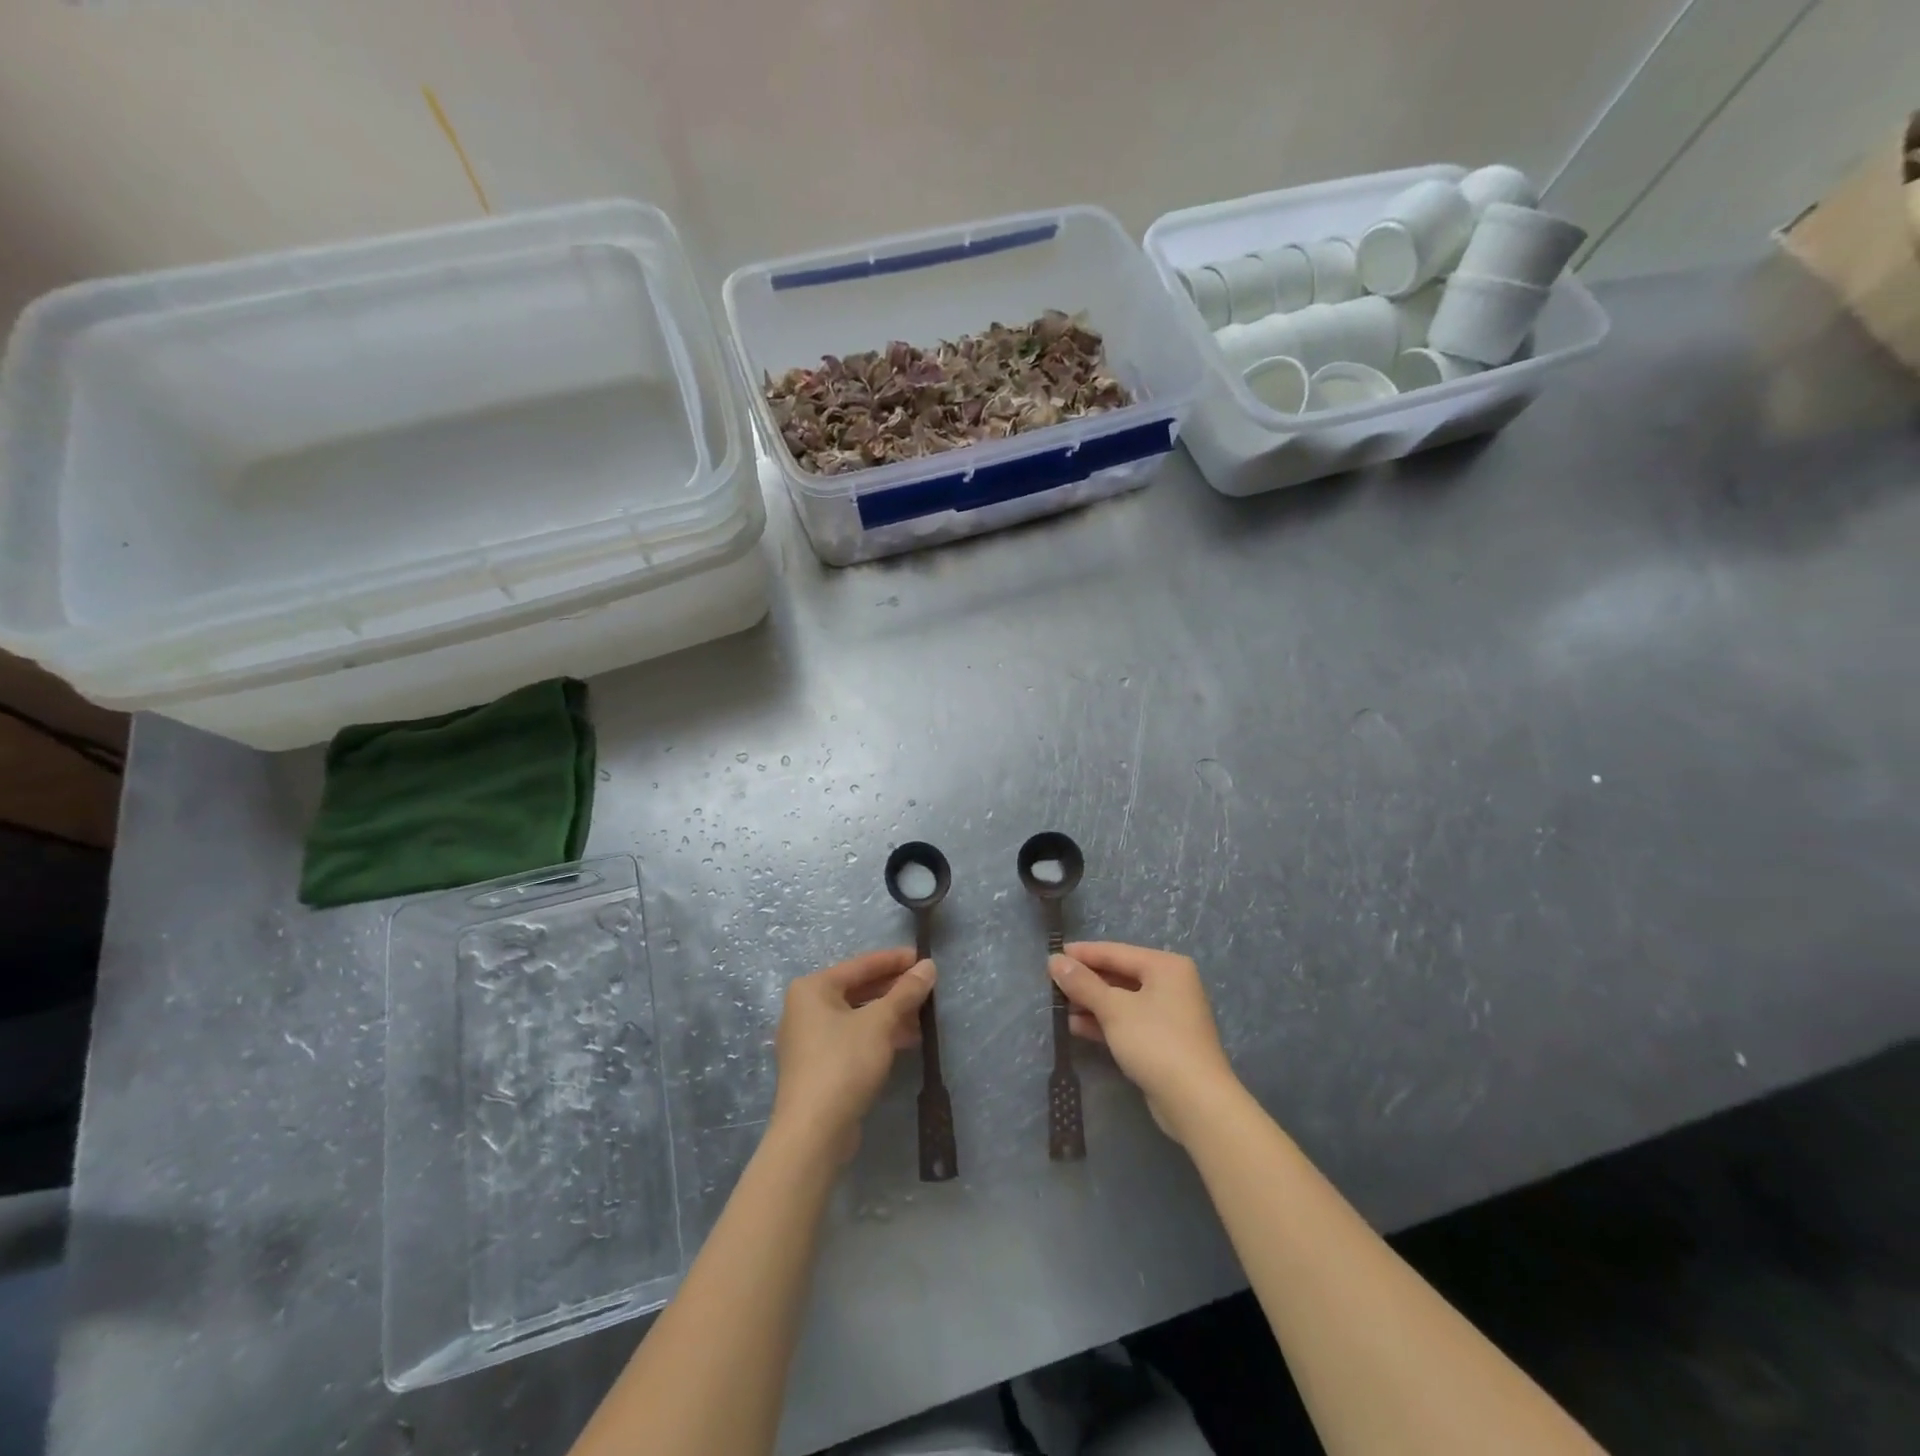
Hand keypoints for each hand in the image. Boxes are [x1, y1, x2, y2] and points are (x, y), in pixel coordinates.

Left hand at [771, 947, 934, 1160]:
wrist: (813, 1133)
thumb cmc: (843, 1063)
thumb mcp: (880, 1022)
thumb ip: (905, 992)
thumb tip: (928, 965)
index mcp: (812, 989)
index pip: (860, 965)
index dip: (894, 960)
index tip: (923, 957)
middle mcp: (805, 1009)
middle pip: (858, 990)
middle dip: (894, 990)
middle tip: (927, 987)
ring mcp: (810, 1039)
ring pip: (857, 1016)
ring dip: (890, 1014)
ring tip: (924, 1015)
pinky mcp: (819, 1066)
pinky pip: (854, 1038)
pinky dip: (879, 1035)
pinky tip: (907, 1040)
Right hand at [1050, 941, 1237, 1142]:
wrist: (1196, 1102)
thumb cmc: (1155, 1042)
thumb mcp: (1113, 1009)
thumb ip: (1082, 983)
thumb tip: (1054, 960)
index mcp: (1165, 966)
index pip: (1115, 951)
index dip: (1082, 954)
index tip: (1052, 956)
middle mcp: (1171, 984)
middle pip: (1119, 975)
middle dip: (1086, 981)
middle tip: (1052, 984)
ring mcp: (1169, 1014)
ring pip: (1122, 1000)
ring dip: (1092, 1003)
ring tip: (1058, 1007)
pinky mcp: (1164, 1041)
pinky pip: (1128, 1021)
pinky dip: (1105, 1022)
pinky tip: (1076, 1027)